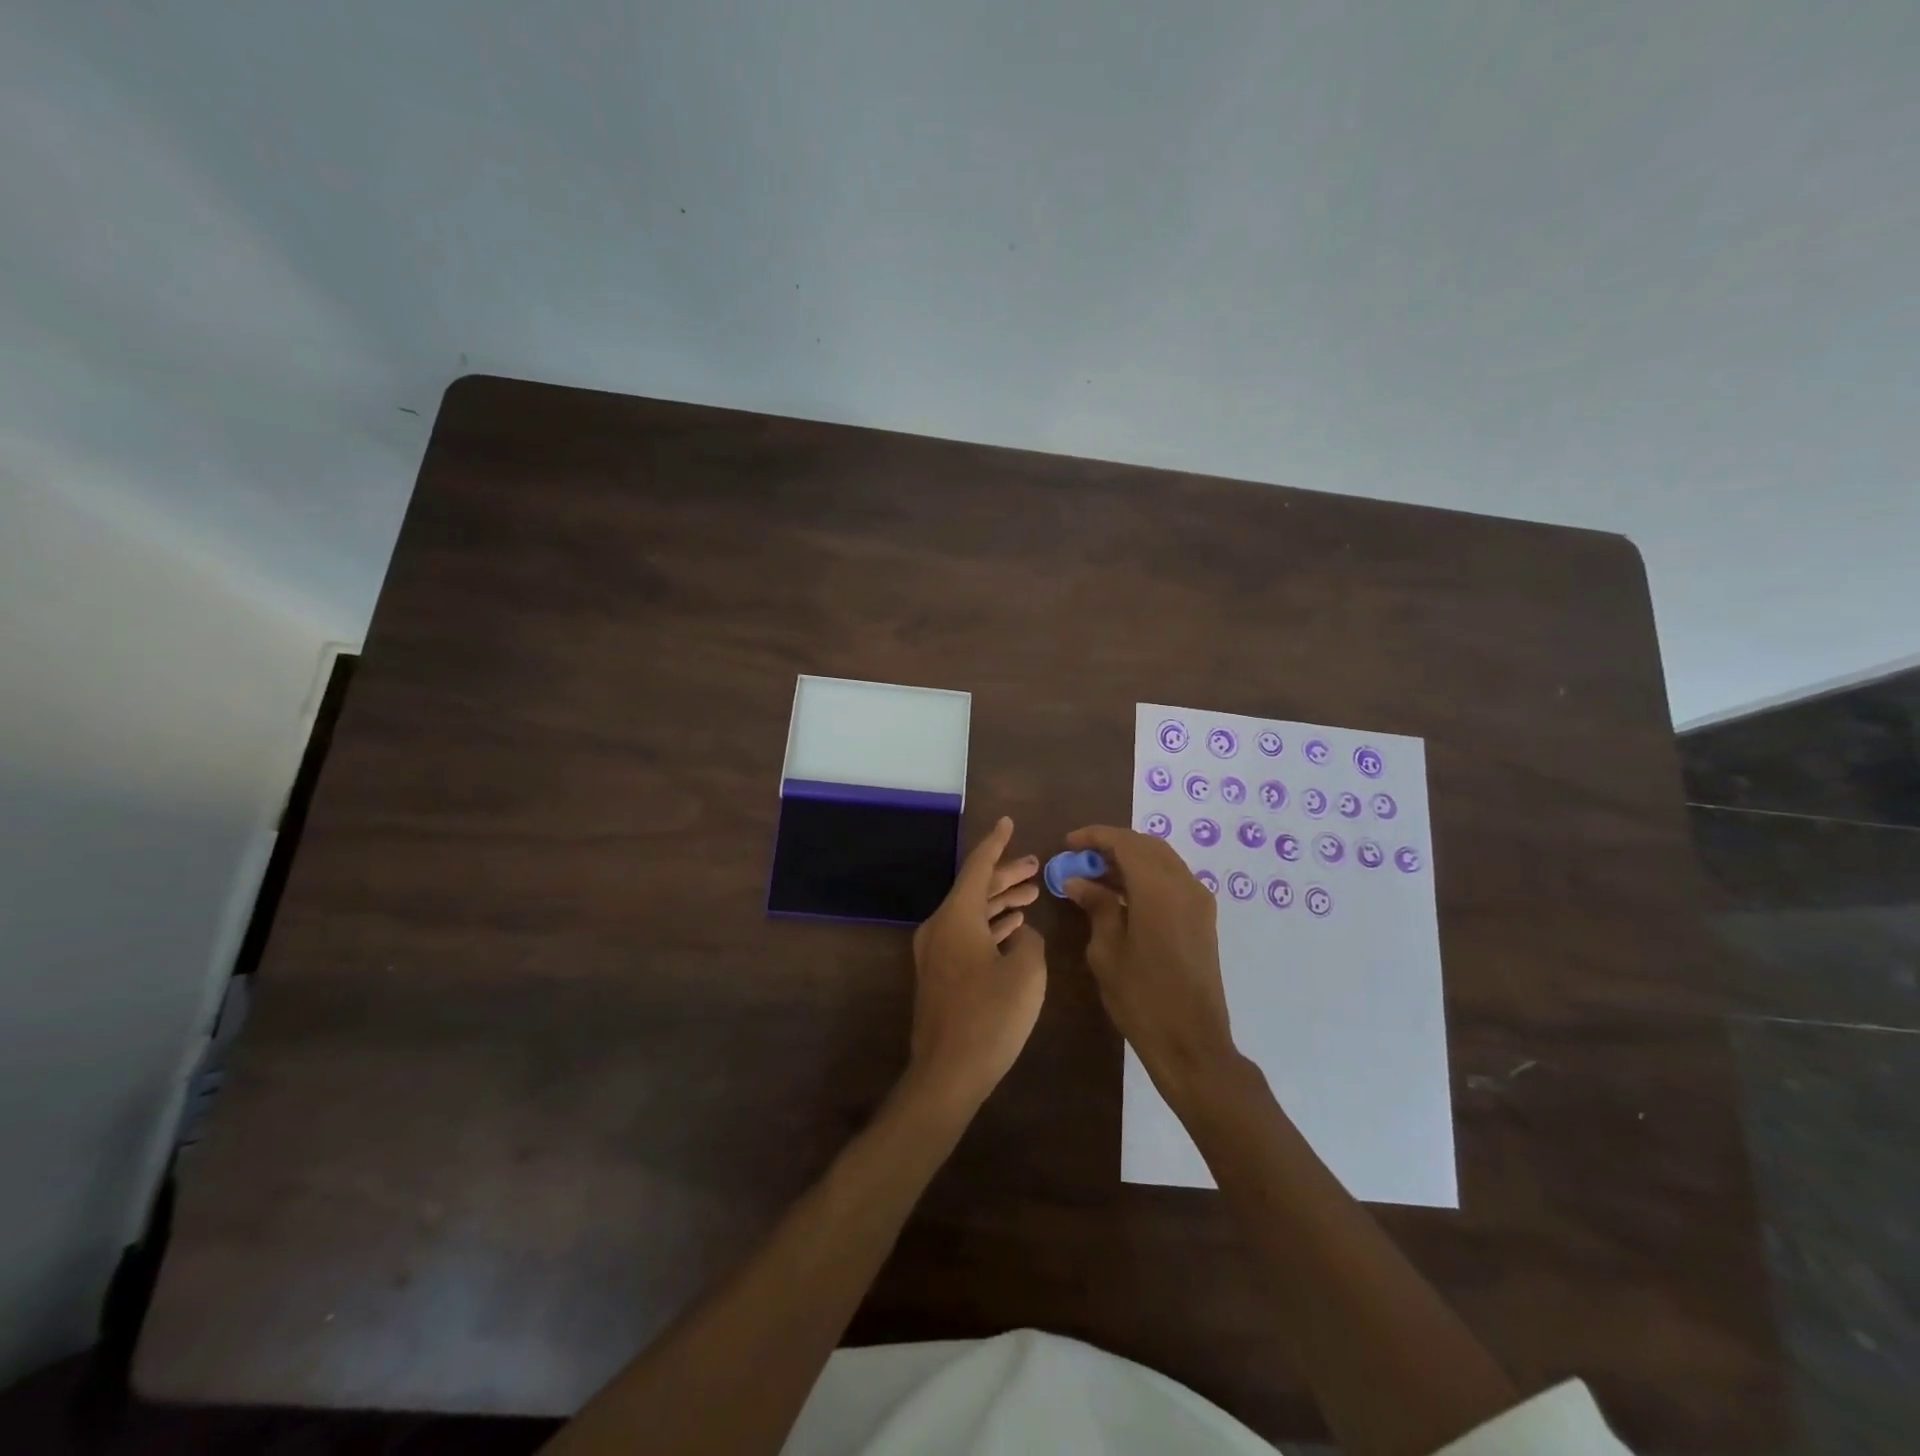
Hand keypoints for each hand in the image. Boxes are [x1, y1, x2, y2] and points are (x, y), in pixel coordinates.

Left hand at [905, 817, 1046, 1113]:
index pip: (978, 867)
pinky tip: (1013, 927)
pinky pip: (967, 934)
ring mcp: (936, 952)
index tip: (1008, 822)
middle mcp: (941, 926)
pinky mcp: (940, 974)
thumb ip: (1030, 942)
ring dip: (1000, 902)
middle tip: (1035, 865)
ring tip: (1031, 893)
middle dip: (1006, 875)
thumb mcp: (1026, 972)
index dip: (997, 843)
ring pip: (972, 913)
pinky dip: (990, 926)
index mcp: (957, 916)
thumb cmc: (991, 1016)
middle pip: (975, 889)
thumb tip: (1022, 934)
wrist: (948, 1072)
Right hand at [1061, 825, 1235, 1091]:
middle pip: (1147, 845)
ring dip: (1130, 859)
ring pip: (1162, 860)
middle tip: (1080, 858)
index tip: (1068, 843)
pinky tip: (1122, 895)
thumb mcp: (1107, 951)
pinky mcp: (1203, 918)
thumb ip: (1097, 907)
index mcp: (1159, 889)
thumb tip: (1078, 881)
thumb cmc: (1141, 998)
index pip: (1125, 843)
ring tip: (1096, 876)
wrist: (1192, 1042)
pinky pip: (1173, 880)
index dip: (1095, 837)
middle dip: (1113, 845)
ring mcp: (1199, 901)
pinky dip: (1147, 876)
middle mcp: (1185, 885)